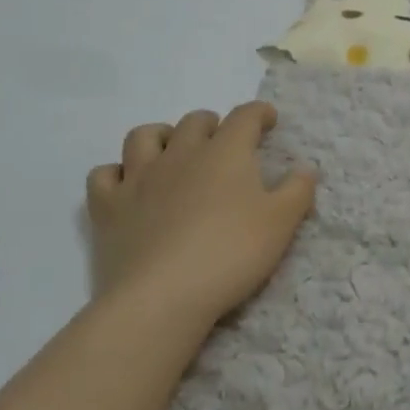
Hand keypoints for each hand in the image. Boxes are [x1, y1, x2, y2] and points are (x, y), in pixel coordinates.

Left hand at [86, 101, 316, 334]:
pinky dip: (115, 174)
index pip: (245, 116)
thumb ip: (297, 191)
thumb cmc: (230, 254)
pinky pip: (103, 175)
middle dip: (212, 125)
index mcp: (225, 152)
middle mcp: (180, 153)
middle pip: (195, 121)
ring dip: (160, 136)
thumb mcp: (280, 225)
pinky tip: (126, 186)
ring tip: (171, 151)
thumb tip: (306, 168)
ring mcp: (139, 177)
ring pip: (143, 136)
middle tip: (222, 143)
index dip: (259, 113)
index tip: (267, 120)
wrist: (162, 296)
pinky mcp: (108, 207)